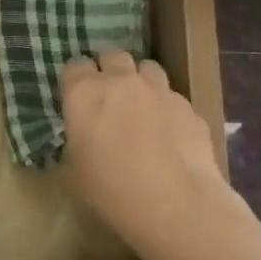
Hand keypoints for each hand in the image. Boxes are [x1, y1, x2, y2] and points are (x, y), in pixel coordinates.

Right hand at [60, 50, 238, 258]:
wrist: (174, 203)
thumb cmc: (109, 190)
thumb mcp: (71, 174)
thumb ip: (73, 146)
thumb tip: (79, 142)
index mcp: (84, 94)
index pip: (74, 66)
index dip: (74, 80)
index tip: (75, 98)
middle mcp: (122, 81)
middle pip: (113, 56)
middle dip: (109, 70)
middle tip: (107, 98)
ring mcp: (160, 91)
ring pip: (147, 68)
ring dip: (140, 81)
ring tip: (140, 107)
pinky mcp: (189, 107)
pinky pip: (173, 97)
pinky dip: (166, 107)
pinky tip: (168, 134)